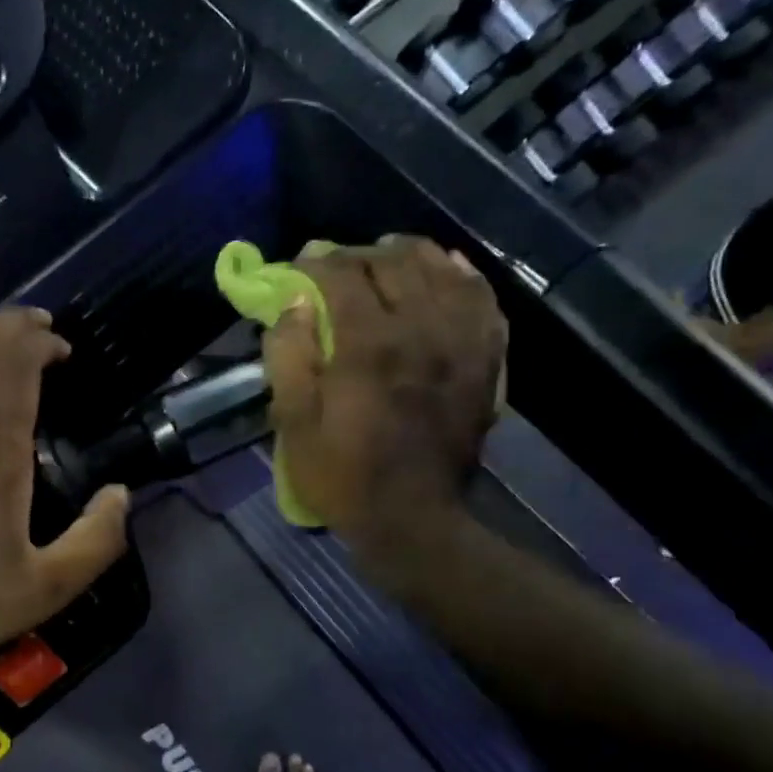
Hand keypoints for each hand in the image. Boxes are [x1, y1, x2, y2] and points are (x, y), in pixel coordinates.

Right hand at [262, 237, 506, 542]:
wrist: (412, 519)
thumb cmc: (342, 475)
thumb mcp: (293, 424)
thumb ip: (288, 357)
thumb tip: (293, 304)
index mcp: (368, 345)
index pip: (344, 276)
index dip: (319, 261)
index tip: (301, 262)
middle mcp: (421, 330)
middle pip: (396, 264)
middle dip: (361, 253)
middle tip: (339, 260)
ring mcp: (461, 345)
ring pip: (444, 272)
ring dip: (414, 254)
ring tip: (391, 253)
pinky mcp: (484, 363)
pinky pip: (483, 302)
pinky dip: (465, 278)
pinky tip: (449, 271)